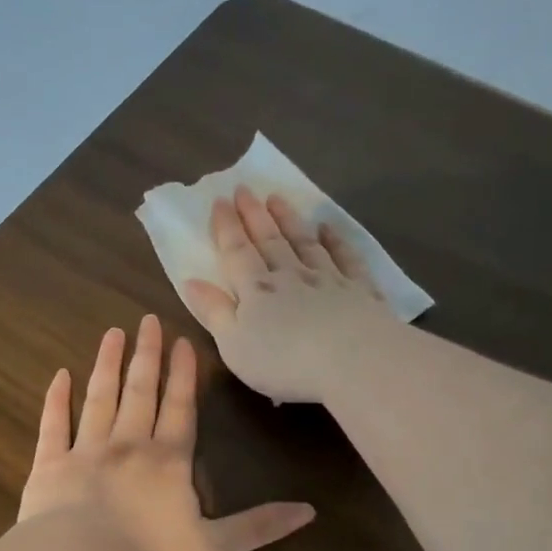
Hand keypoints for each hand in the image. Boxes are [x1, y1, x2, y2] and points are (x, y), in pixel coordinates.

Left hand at [18, 314, 315, 550]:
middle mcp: (128, 445)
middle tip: (147, 320)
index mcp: (168, 461)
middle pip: (140, 391)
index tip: (182, 340)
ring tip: (113, 334)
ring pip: (100, 397)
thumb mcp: (213, 548)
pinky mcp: (50, 465)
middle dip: (147, 355)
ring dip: (108, 365)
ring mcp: (86, 450)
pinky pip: (54, 424)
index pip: (180, 408)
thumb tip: (309, 511)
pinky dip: (56, 399)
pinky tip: (59, 375)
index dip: (184, 375)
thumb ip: (258, 527)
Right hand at [184, 187, 396, 403]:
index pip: (237, 252)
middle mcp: (290, 276)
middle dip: (254, 215)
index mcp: (256, 291)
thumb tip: (191, 281)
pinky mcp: (360, 290)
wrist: (353, 361)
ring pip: (304, 243)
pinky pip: (346, 257)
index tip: (220, 201)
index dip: (226, 227)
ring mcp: (328, 279)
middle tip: (245, 189)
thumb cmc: (284, 362)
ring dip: (289, 220)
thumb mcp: (234, 345)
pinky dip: (336, 240)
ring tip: (277, 198)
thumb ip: (214, 312)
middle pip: (269, 240)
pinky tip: (328, 228)